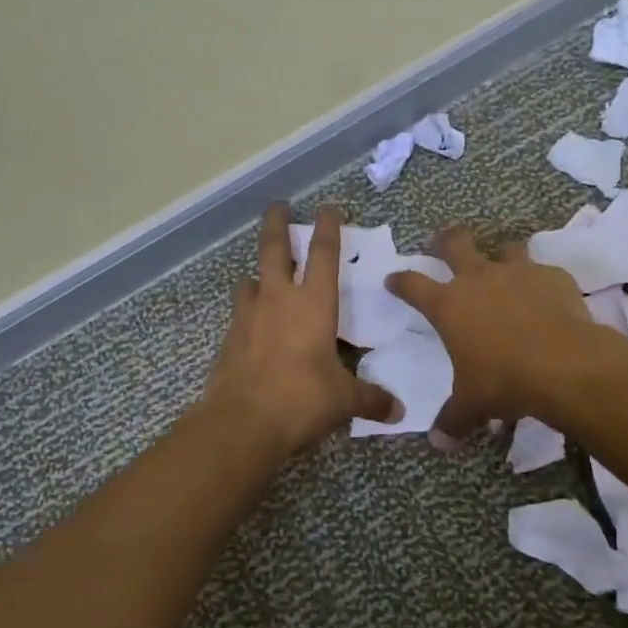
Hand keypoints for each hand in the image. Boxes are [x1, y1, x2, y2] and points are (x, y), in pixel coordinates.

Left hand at [203, 203, 401, 454]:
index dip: (329, 227)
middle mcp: (278, 300)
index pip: (324, 254)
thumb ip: (371, 399)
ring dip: (258, 274)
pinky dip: (249, 312)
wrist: (242, 422)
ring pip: (250, 281)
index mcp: (313, 304)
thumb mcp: (344, 400)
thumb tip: (398, 410)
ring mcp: (248, 317)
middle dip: (277, 223)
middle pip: (274, 249)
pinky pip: (240, 315)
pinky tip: (255, 327)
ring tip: (263, 276)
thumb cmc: (302, 399)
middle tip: (278, 205)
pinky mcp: (229, 340)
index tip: (330, 207)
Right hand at [386, 226, 602, 436]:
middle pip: (455, 243)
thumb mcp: (472, 405)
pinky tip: (547, 298)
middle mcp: (479, 279)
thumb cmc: (504, 382)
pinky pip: (543, 272)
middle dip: (445, 240)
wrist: (565, 366)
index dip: (400, 281)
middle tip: (441, 241)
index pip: (412, 284)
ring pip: (505, 248)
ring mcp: (518, 273)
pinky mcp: (553, 277)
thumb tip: (440, 442)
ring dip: (501, 256)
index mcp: (449, 305)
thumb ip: (453, 420)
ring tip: (504, 267)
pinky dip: (541, 281)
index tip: (393, 280)